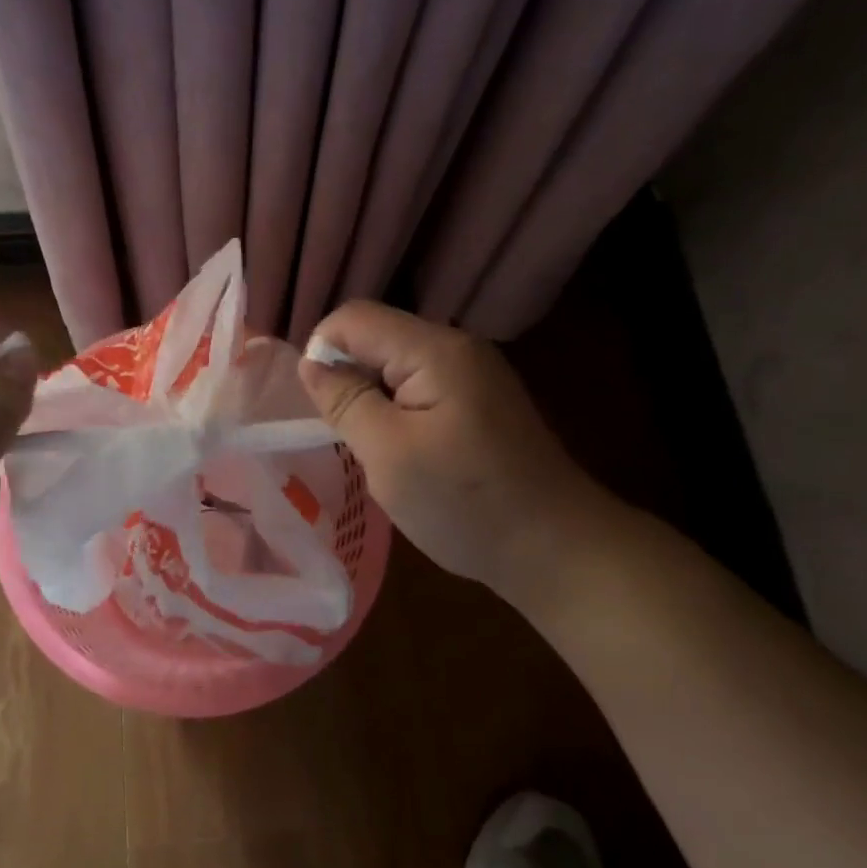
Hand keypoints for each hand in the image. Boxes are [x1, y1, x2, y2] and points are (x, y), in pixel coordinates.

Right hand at [298, 301, 612, 606]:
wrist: (555, 549)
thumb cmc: (464, 503)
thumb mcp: (388, 454)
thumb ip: (345, 401)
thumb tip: (310, 363)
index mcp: (435, 350)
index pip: (354, 318)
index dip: (322, 351)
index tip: (318, 406)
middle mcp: (457, 347)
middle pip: (377, 336)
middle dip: (348, 377)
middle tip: (343, 434)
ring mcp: (473, 373)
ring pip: (395, 365)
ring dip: (371, 398)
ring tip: (371, 447)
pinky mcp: (479, 400)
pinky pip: (419, 386)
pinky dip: (396, 411)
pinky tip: (402, 451)